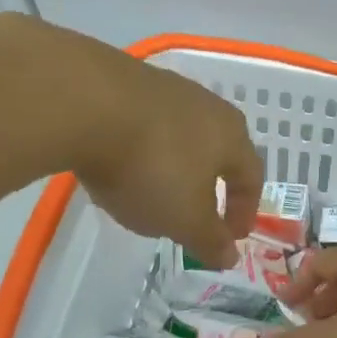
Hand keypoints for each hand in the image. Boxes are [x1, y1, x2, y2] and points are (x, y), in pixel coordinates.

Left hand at [21, 21, 261, 267]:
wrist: (85, 103)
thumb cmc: (151, 167)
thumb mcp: (184, 219)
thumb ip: (210, 240)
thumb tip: (230, 256)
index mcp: (231, 136)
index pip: (251, 176)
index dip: (243, 210)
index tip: (230, 238)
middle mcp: (205, 105)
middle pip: (216, 149)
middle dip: (209, 183)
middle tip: (195, 213)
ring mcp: (163, 88)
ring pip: (178, 134)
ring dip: (173, 164)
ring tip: (152, 190)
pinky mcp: (123, 80)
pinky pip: (142, 123)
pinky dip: (139, 147)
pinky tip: (118, 163)